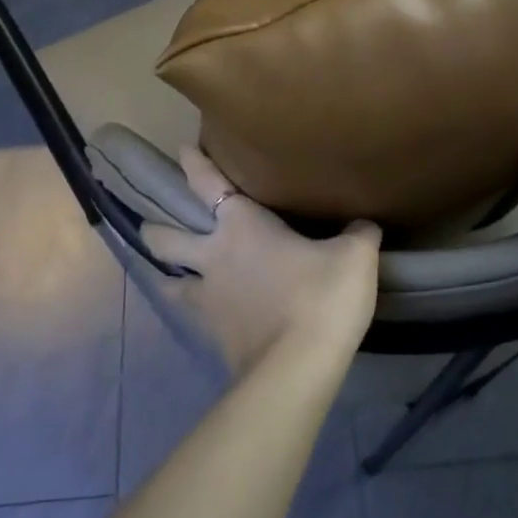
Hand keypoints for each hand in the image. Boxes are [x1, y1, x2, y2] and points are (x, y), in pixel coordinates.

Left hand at [141, 148, 381, 377]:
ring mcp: (207, 299)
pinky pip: (193, 316)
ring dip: (167, 274)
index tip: (183, 150)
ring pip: (169, 281)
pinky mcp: (211, 336)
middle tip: (153, 226)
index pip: (209, 184)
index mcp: (242, 226)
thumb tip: (363, 226)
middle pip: (167, 237)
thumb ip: (358, 235)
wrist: (296, 368)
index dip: (195, 164)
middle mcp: (214, 257)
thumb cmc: (321, 297)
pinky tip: (205, 315)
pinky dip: (194, 311)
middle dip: (156, 229)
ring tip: (170, 274)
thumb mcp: (355, 258)